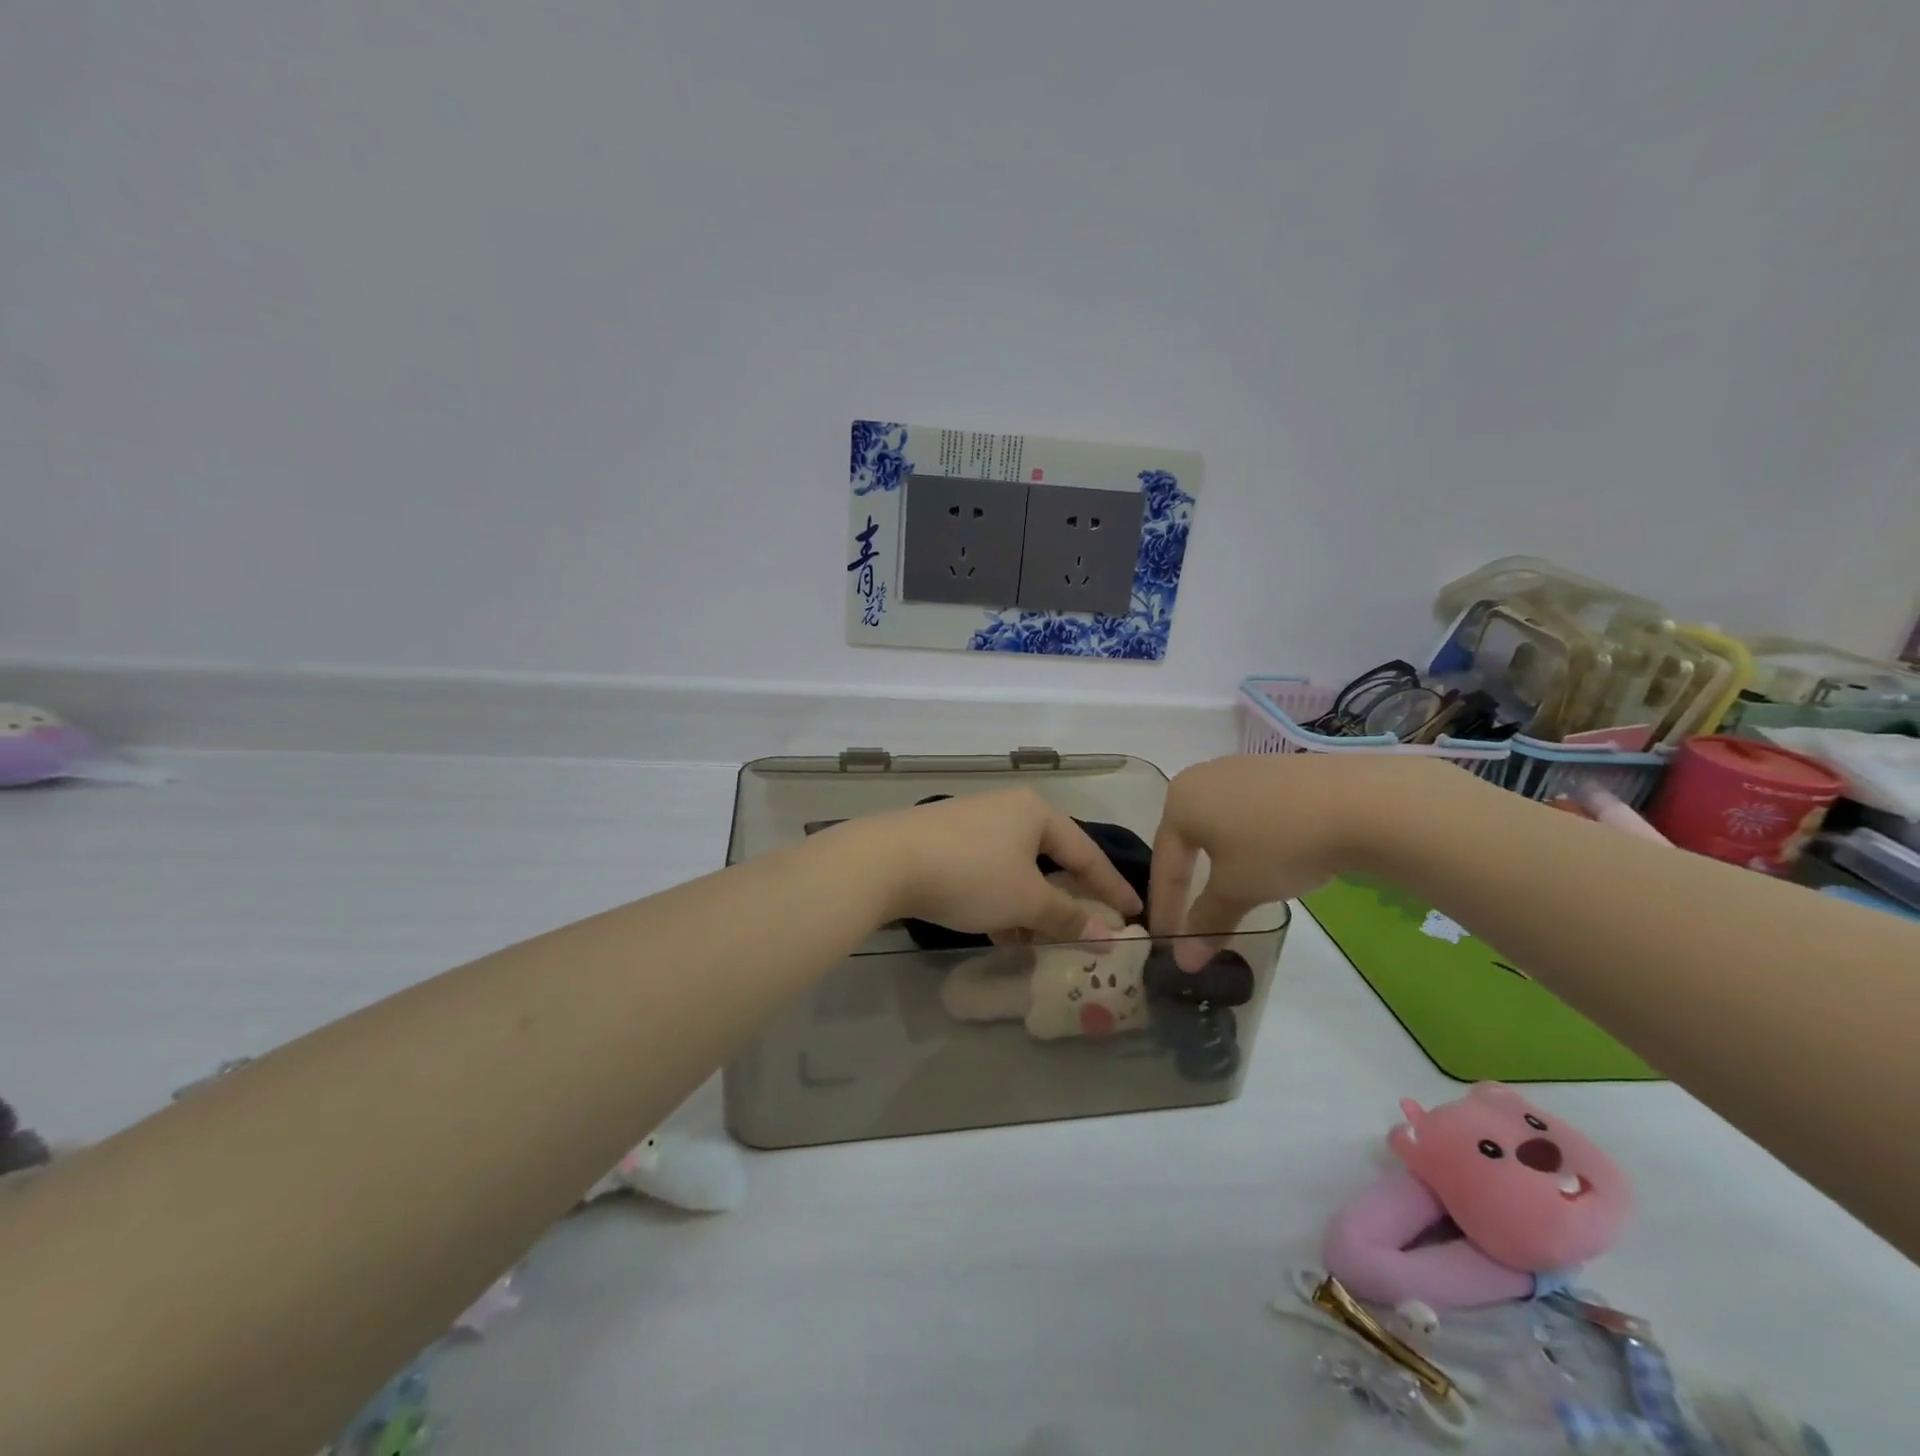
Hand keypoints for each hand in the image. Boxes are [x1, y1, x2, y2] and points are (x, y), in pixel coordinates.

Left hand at [847, 789, 1141, 943]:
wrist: (885, 862)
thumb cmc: (970, 874)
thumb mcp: (1025, 901)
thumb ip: (1068, 917)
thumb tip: (1108, 936)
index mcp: (1035, 812)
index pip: (1086, 852)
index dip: (1111, 886)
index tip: (1134, 913)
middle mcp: (1006, 811)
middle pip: (1050, 861)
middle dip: (1066, 901)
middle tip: (1088, 932)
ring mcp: (972, 825)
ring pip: (1016, 872)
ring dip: (1031, 909)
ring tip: (1041, 945)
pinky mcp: (945, 843)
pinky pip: (988, 875)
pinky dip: (1001, 903)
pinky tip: (1001, 933)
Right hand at [1150, 755, 1393, 967]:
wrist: (1358, 802)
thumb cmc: (1277, 845)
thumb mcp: (1237, 891)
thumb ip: (1206, 923)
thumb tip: (1184, 962)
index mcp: (1180, 801)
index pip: (1165, 864)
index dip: (1166, 909)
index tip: (1168, 944)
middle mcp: (1202, 777)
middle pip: (1188, 840)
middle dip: (1189, 881)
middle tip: (1191, 919)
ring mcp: (1242, 769)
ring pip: (1220, 825)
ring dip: (1221, 862)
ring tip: (1233, 892)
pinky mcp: (1278, 771)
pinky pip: (1251, 812)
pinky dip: (1252, 842)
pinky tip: (1272, 860)